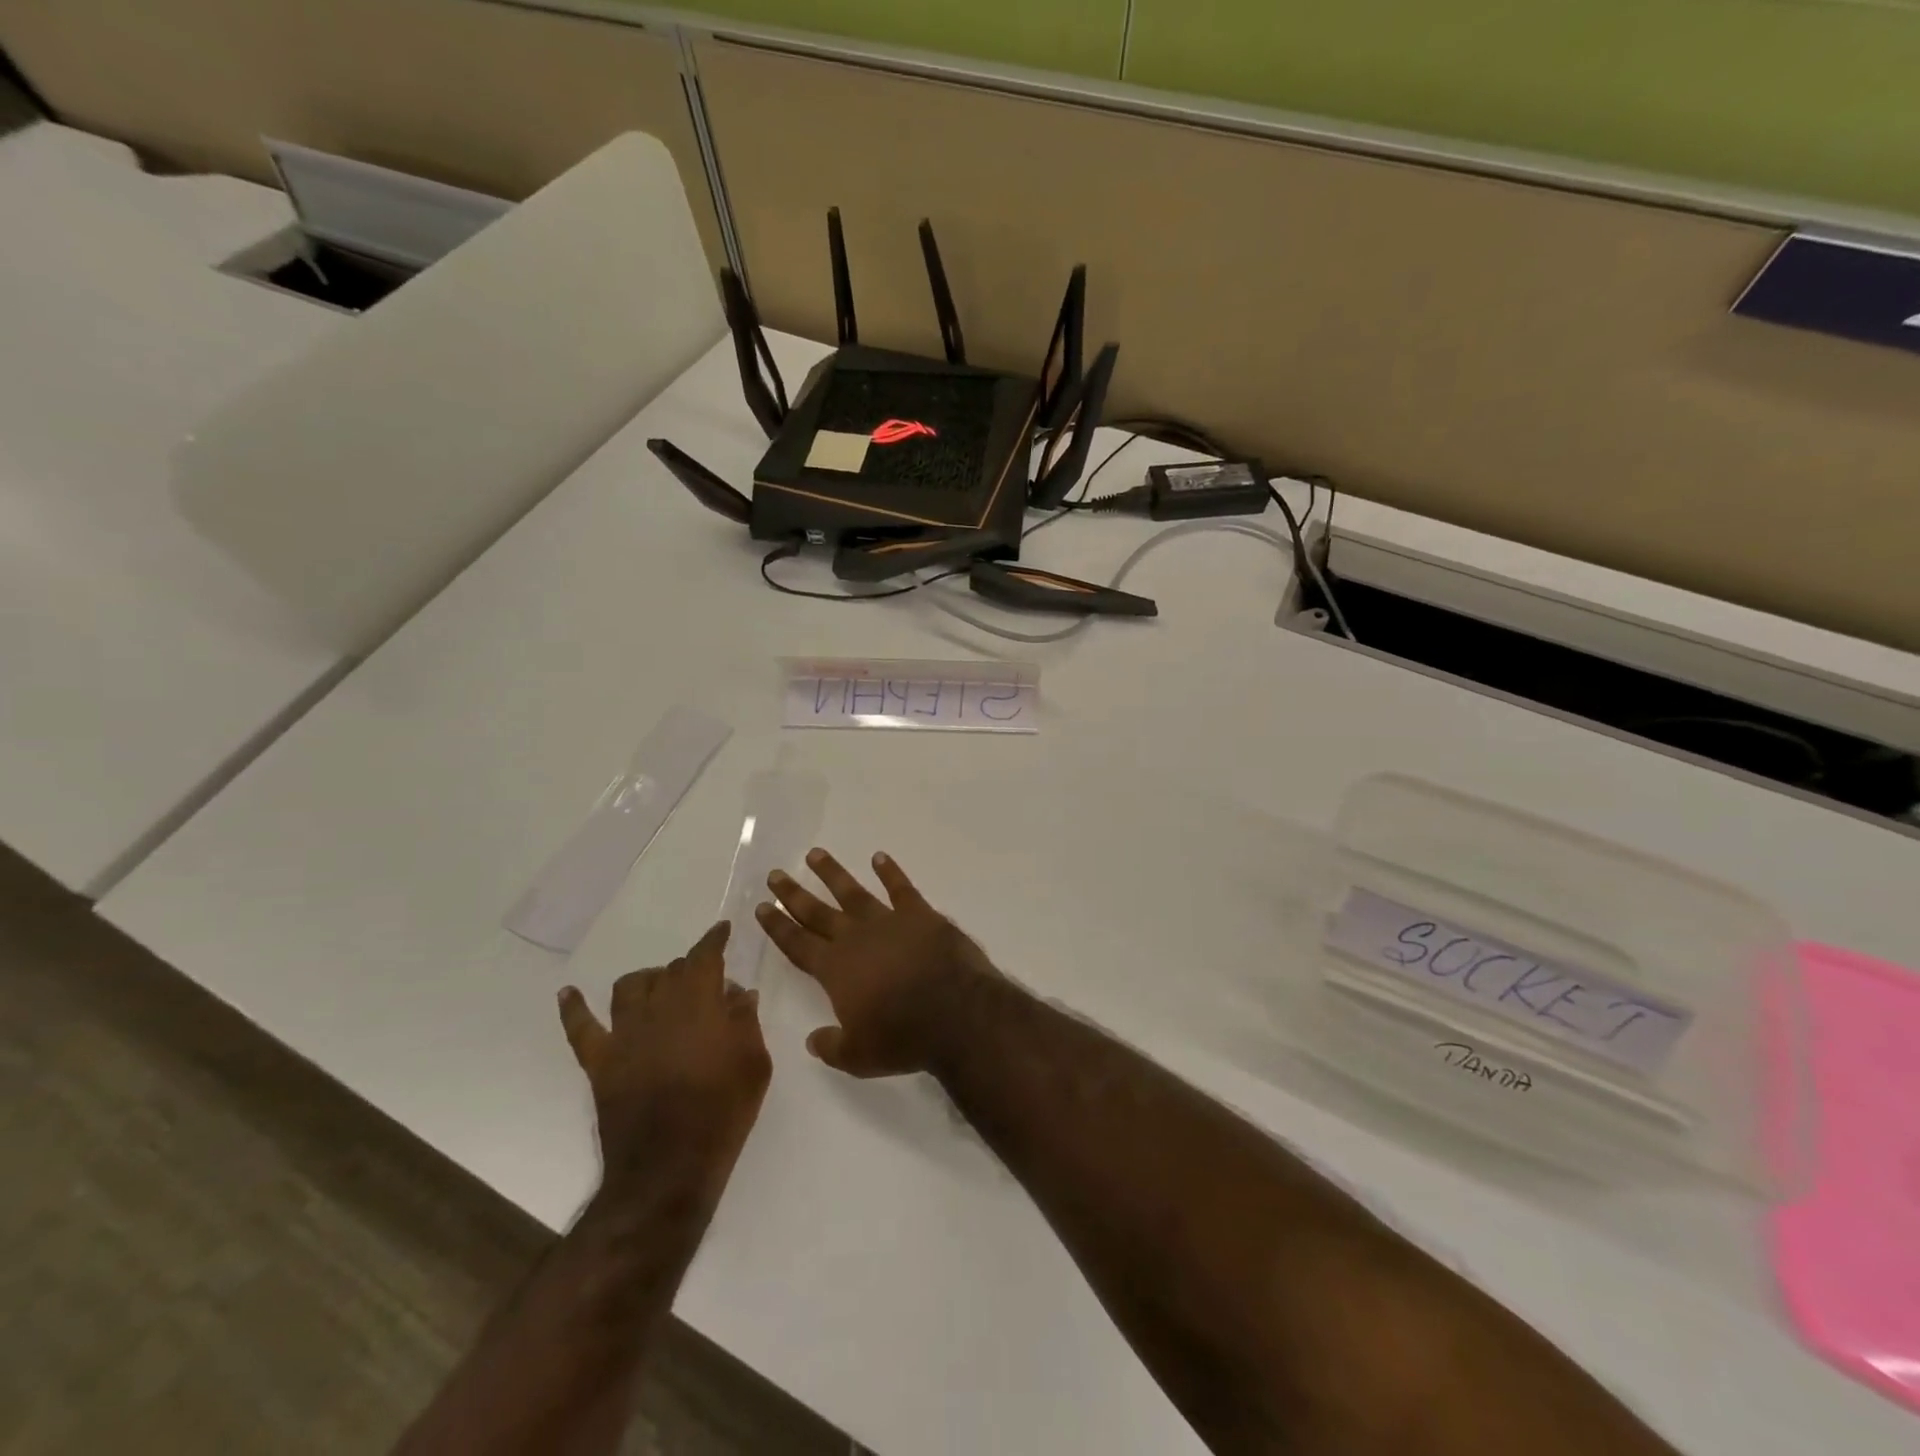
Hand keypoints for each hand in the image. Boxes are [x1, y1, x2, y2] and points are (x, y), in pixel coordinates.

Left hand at [557, 922, 770, 1195]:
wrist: (669, 1168)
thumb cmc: (723, 1112)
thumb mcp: (755, 1063)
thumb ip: (746, 1021)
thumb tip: (738, 992)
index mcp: (700, 1002)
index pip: (706, 957)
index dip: (715, 940)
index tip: (722, 930)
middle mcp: (659, 1007)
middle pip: (670, 971)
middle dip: (688, 969)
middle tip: (702, 981)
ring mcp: (624, 1034)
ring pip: (630, 987)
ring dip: (646, 981)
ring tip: (657, 987)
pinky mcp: (600, 1062)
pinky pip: (581, 1028)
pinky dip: (574, 1008)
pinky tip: (568, 994)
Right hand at [756, 849, 988, 1077]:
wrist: (956, 1013)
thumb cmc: (904, 1038)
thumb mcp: (858, 1056)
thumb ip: (831, 1046)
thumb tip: (814, 1039)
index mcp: (836, 970)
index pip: (798, 944)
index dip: (778, 926)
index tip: (763, 906)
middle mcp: (856, 939)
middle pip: (817, 912)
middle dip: (794, 894)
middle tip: (775, 874)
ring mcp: (888, 922)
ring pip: (853, 892)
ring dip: (833, 873)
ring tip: (815, 854)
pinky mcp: (920, 914)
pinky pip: (901, 888)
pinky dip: (890, 871)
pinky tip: (879, 857)